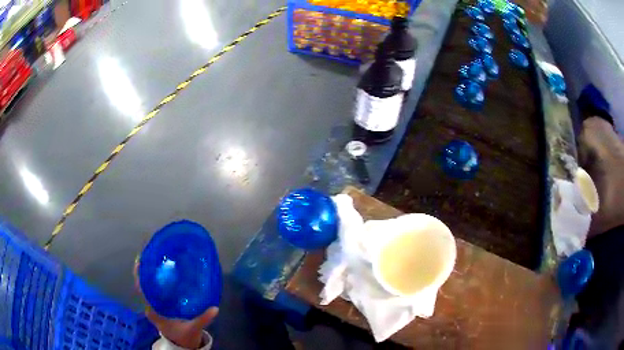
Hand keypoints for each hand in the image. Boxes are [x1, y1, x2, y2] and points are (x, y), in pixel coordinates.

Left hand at [134, 263, 218, 348]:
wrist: (183, 345)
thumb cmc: (185, 336)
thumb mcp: (193, 328)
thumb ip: (203, 319)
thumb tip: (215, 308)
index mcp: (154, 312)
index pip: (142, 291)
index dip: (139, 276)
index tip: (140, 261)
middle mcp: (150, 307)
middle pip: (142, 285)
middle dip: (144, 270)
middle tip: (150, 255)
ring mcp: (154, 306)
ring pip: (147, 287)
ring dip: (149, 274)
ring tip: (156, 259)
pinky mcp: (159, 306)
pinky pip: (154, 290)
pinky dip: (156, 280)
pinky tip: (164, 273)